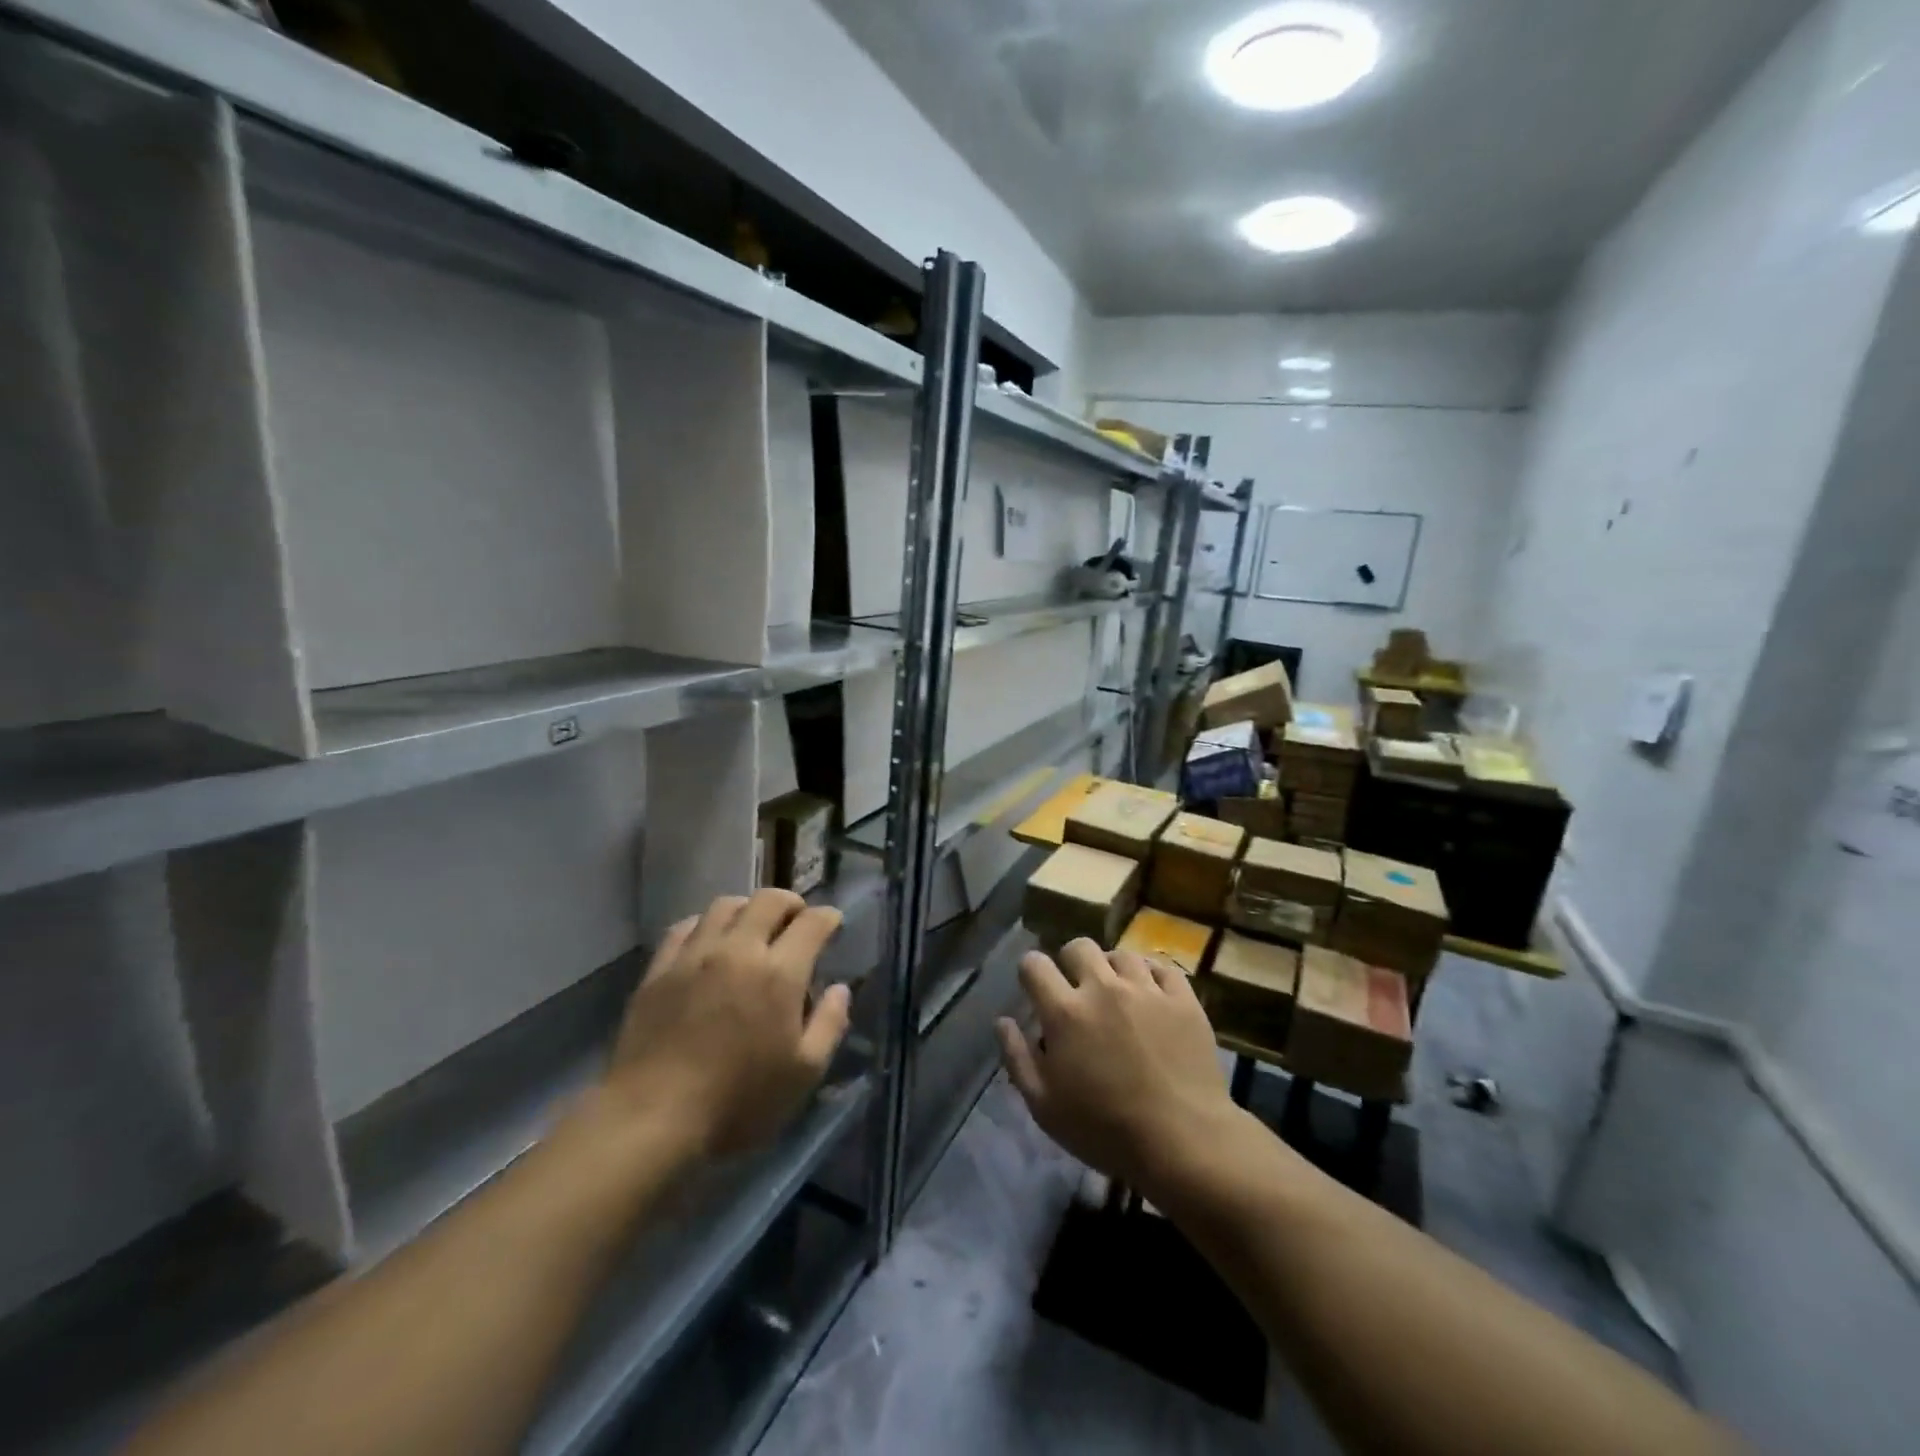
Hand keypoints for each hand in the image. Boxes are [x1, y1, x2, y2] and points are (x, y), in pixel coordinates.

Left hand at [595, 890, 851, 1159]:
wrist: (651, 1118)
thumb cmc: (738, 1102)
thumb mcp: (803, 1073)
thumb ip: (829, 1024)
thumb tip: (840, 989)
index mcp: (779, 974)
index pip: (812, 923)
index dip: (828, 917)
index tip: (833, 924)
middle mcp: (739, 950)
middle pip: (769, 900)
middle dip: (791, 903)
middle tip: (797, 920)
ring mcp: (694, 955)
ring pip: (725, 905)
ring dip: (748, 908)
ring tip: (753, 927)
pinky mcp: (659, 969)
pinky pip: (685, 926)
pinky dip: (706, 924)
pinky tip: (709, 942)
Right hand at [997, 939, 1240, 1198]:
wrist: (1183, 1142)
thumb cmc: (1105, 1130)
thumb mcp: (1045, 1106)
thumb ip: (1018, 1058)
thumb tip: (1003, 1021)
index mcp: (1065, 1011)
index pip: (1034, 964)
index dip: (1030, 972)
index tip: (1035, 989)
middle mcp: (1102, 988)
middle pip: (1078, 946)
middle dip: (1071, 962)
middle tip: (1078, 991)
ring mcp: (1146, 989)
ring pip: (1121, 954)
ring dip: (1112, 969)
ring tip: (1118, 994)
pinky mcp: (1182, 999)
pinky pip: (1162, 967)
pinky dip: (1152, 976)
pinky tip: (1150, 995)